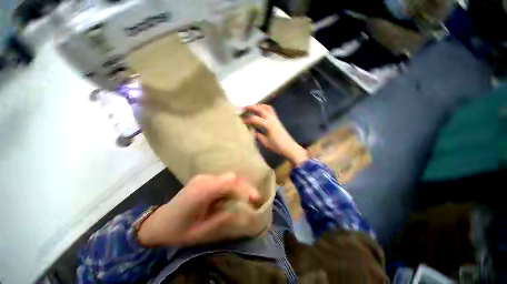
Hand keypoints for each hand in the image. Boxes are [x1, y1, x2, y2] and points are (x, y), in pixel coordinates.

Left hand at [137, 173, 261, 246]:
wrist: (159, 223)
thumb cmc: (179, 230)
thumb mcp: (202, 231)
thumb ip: (224, 219)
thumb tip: (244, 210)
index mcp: (202, 190)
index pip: (230, 181)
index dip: (245, 188)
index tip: (255, 199)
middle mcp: (204, 179)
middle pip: (231, 177)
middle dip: (245, 188)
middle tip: (253, 200)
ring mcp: (203, 177)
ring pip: (228, 178)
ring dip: (238, 187)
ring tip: (245, 199)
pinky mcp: (204, 179)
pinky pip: (222, 180)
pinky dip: (231, 187)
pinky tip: (232, 197)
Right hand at [242, 104, 308, 165]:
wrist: (289, 147)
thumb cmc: (277, 146)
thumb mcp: (265, 142)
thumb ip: (258, 135)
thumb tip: (252, 130)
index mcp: (268, 125)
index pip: (254, 119)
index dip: (247, 119)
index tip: (241, 121)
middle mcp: (271, 119)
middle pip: (261, 109)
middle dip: (252, 107)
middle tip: (244, 108)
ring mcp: (275, 118)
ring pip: (267, 107)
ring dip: (259, 106)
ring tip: (253, 108)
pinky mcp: (277, 120)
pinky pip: (271, 110)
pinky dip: (265, 108)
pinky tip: (262, 111)